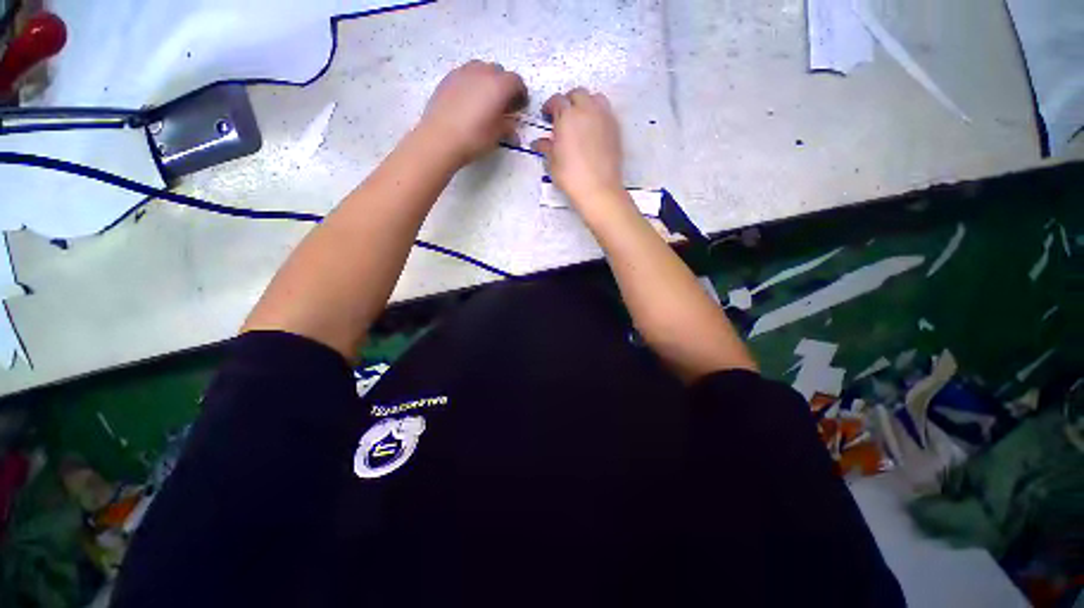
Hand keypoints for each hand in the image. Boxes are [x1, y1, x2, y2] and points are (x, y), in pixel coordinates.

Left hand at [417, 60, 527, 166]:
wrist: (440, 139)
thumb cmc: (474, 138)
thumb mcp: (497, 136)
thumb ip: (508, 127)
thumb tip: (512, 128)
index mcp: (499, 85)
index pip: (517, 82)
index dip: (521, 94)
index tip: (520, 107)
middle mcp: (482, 72)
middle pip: (499, 72)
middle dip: (504, 86)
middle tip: (503, 105)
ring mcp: (463, 72)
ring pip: (481, 69)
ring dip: (487, 81)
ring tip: (485, 101)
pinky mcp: (448, 78)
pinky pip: (465, 75)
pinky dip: (472, 84)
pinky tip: (469, 102)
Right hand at [531, 88, 625, 211]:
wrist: (598, 188)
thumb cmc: (572, 176)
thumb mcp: (553, 162)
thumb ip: (546, 147)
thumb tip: (539, 143)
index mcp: (567, 116)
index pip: (556, 100)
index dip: (550, 106)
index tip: (547, 115)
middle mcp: (587, 110)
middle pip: (577, 94)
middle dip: (568, 101)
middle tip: (562, 116)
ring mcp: (603, 117)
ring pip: (595, 98)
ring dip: (585, 103)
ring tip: (580, 118)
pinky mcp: (615, 128)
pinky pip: (606, 111)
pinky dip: (598, 114)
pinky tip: (592, 129)